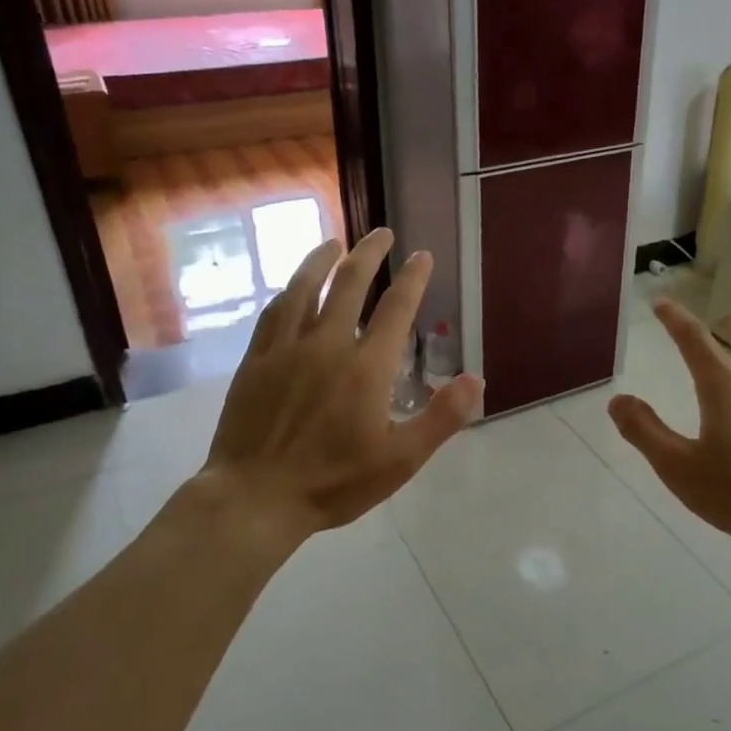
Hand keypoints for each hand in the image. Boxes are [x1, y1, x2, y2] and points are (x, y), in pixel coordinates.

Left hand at [188, 228, 482, 545]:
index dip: (412, 278)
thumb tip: (476, 379)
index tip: (422, 255)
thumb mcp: (400, 460)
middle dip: (369, 253)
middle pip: (349, 284)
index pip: (396, 309)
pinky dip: (288, 290)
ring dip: (323, 260)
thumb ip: (441, 418)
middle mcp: (326, 345)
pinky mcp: (256, 361)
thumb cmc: (333, 482)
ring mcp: (286, 349)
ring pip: (305, 288)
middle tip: (382, 233)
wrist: (255, 497)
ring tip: (335, 242)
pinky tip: (292, 286)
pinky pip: (273, 312)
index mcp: (366, 367)